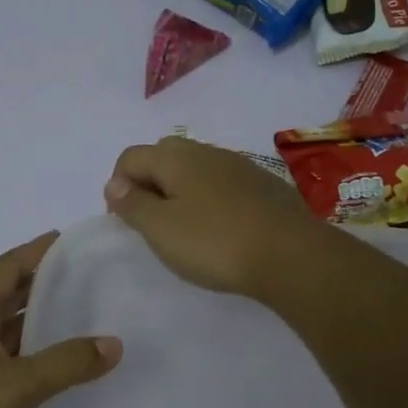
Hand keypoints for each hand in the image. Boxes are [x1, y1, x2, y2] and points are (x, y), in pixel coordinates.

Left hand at [0, 232, 120, 407]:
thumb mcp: (18, 384)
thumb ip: (66, 364)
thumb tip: (114, 344)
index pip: (6, 267)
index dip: (34, 251)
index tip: (65, 239)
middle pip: (5, 294)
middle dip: (39, 282)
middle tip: (80, 278)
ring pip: (4, 329)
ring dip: (34, 320)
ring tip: (75, 318)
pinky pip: (3, 359)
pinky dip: (28, 355)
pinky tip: (51, 368)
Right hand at [103, 136, 326, 298]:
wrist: (292, 255)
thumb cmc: (215, 243)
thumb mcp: (161, 229)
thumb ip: (133, 204)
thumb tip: (114, 184)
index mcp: (176, 157)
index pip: (131, 156)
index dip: (118, 186)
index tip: (124, 221)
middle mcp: (207, 152)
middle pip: (164, 156)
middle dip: (149, 183)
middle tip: (150, 221)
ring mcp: (240, 166)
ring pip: (196, 169)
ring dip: (180, 191)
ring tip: (184, 228)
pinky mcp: (264, 185)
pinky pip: (223, 184)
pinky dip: (210, 199)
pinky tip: (220, 229)